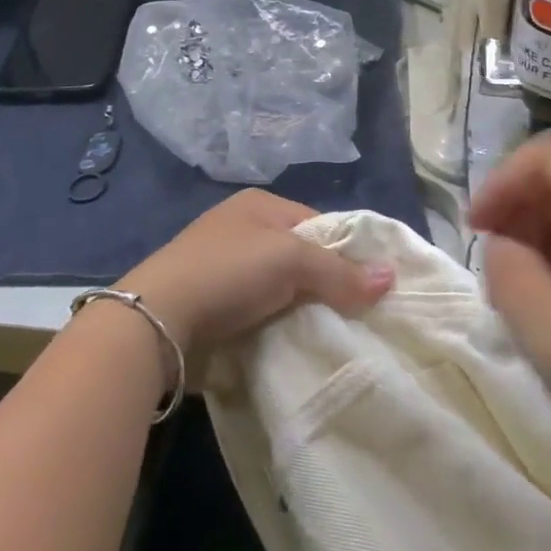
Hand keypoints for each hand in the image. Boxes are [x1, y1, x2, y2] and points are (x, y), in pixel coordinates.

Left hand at [118, 190, 394, 351]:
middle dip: (327, 285)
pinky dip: (279, 326)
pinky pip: (261, 312)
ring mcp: (225, 267)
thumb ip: (340, 270)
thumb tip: (392, 277)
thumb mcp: (290, 260)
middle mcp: (243, 229)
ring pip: (282, 288)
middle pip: (301, 258)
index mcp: (260, 205)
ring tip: (335, 337)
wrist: (158, 319)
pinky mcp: (215, 304)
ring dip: (303, 310)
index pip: (318, 224)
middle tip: (360, 317)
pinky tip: (297, 345)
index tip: (373, 287)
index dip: (346, 252)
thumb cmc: (228, 271)